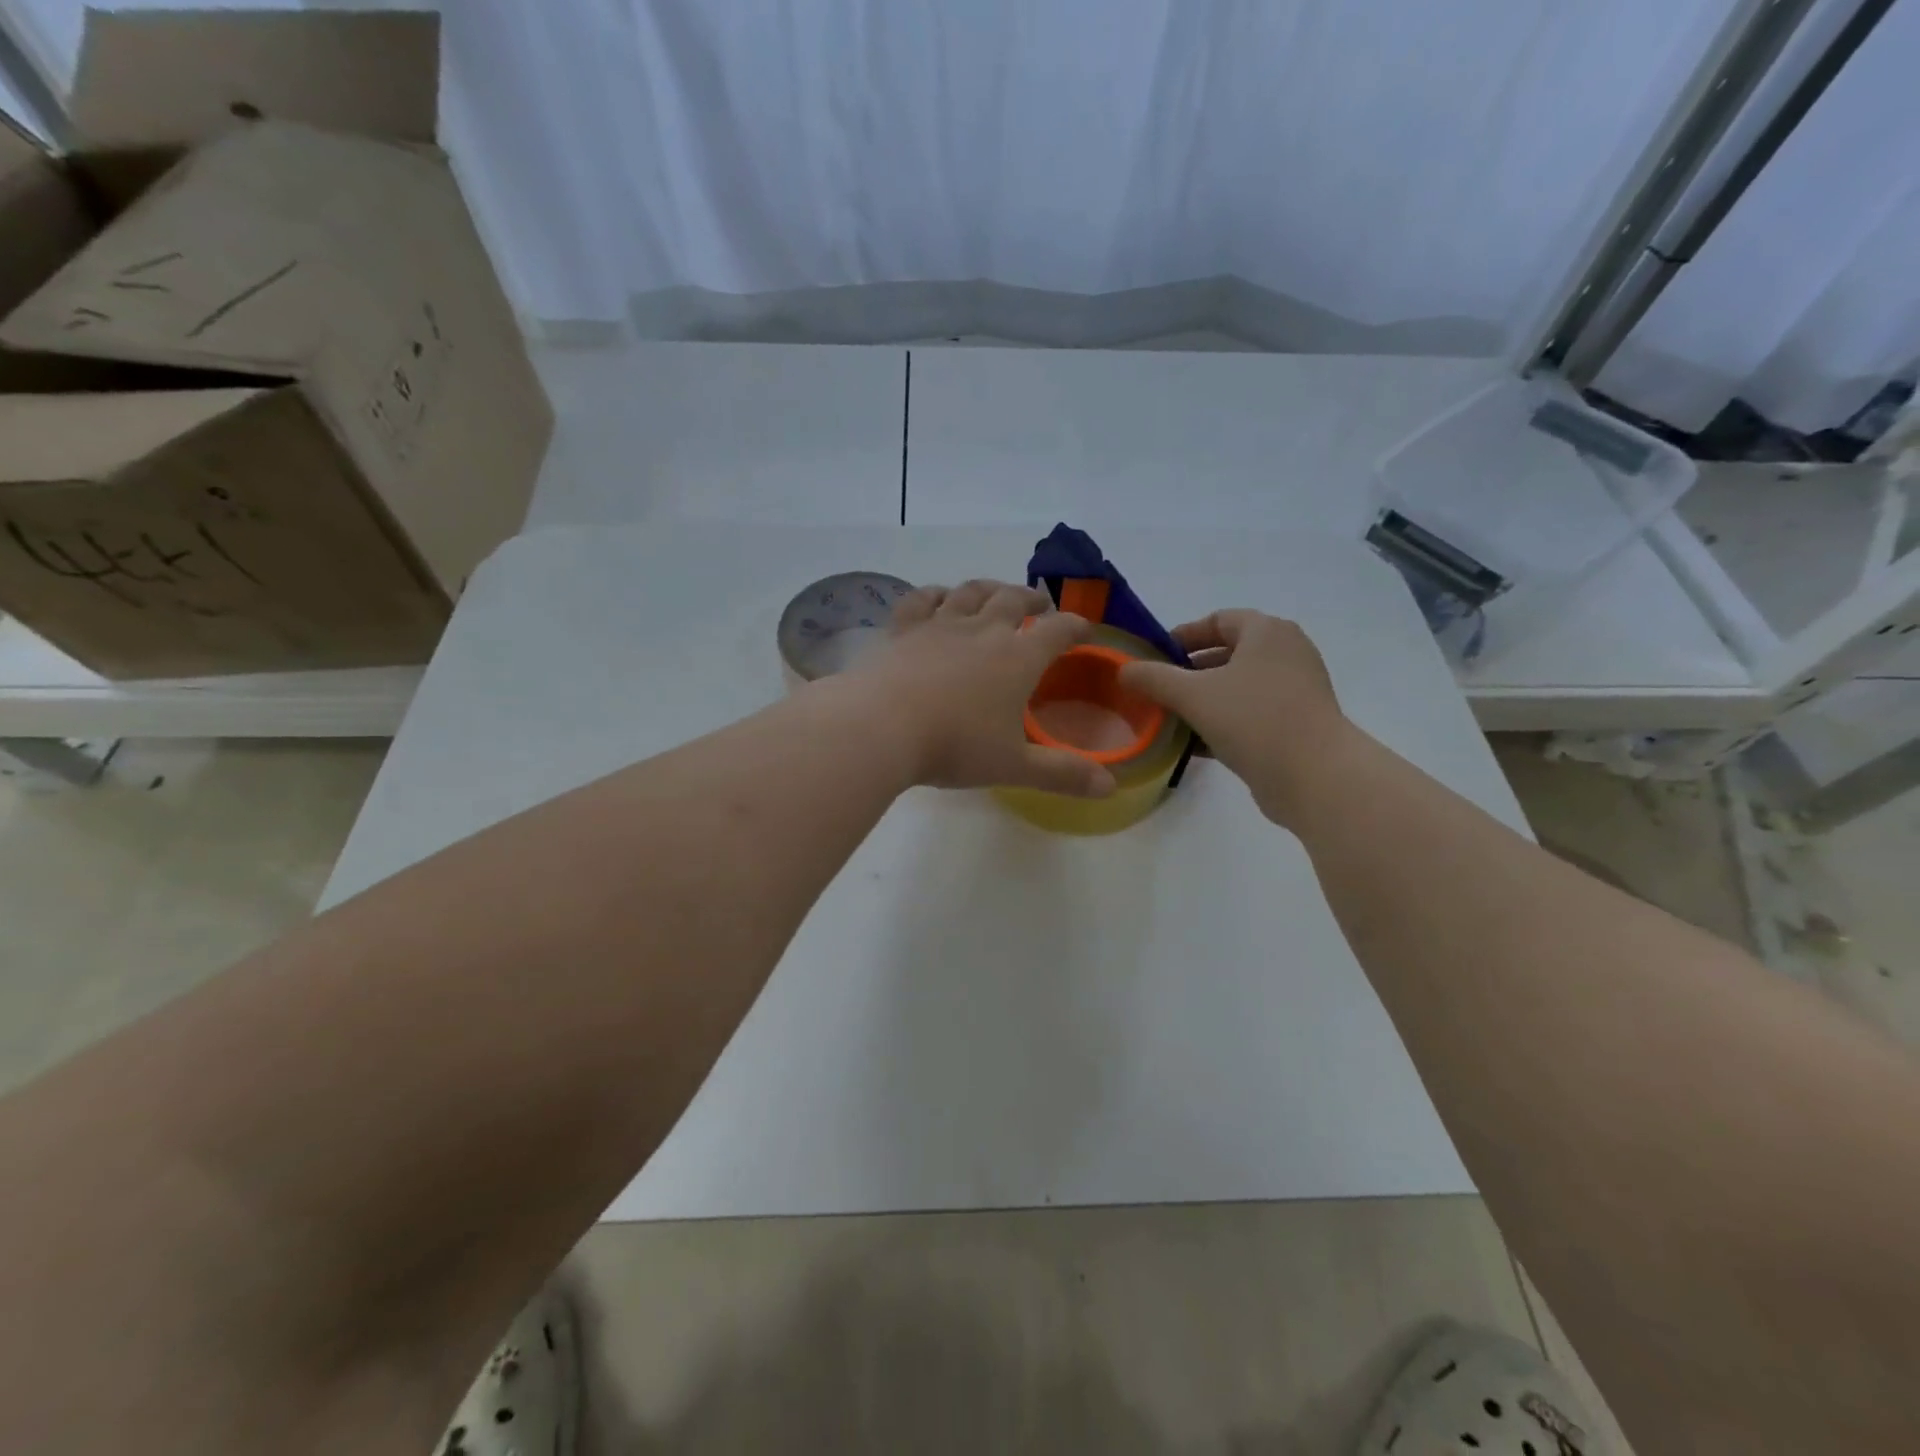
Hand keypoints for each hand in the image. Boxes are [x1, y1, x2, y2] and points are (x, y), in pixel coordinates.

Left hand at [846, 579, 1115, 798]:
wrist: (881, 726)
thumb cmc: (954, 746)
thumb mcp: (1013, 766)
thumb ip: (1062, 774)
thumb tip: (1110, 788)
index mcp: (1017, 659)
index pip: (1058, 631)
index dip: (1076, 627)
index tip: (1084, 629)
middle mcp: (983, 631)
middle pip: (1013, 599)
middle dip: (1032, 598)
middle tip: (1040, 603)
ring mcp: (939, 624)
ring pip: (970, 592)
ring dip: (989, 588)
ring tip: (996, 591)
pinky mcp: (902, 629)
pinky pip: (922, 599)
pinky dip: (935, 594)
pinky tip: (938, 597)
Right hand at [1119, 610, 1350, 825]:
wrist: (1314, 776)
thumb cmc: (1253, 719)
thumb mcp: (1192, 695)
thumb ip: (1153, 678)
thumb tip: (1124, 670)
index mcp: (1267, 632)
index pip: (1218, 620)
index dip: (1182, 636)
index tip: (1152, 658)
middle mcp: (1286, 653)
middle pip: (1227, 654)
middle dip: (1188, 672)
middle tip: (1156, 691)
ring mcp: (1295, 690)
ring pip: (1236, 688)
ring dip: (1202, 701)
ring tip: (1169, 719)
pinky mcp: (1295, 724)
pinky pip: (1249, 714)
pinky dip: (1221, 723)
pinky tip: (1193, 745)